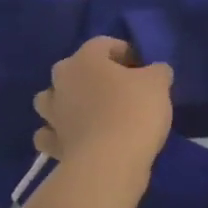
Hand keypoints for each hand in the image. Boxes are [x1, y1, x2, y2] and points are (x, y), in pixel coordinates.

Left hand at [33, 37, 172, 179]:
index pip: (103, 44)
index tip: (142, 67)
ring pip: (51, 100)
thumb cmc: (134, 112)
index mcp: (85, 59)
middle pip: (73, 69)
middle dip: (92, 75)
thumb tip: (155, 72)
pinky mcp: (51, 144)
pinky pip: (49, 135)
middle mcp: (62, 81)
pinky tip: (74, 140)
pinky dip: (58, 136)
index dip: (124, 52)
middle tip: (118, 89)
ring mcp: (52, 114)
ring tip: (90, 113)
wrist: (109, 163)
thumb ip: (157, 71)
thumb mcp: (158, 83)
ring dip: (66, 102)